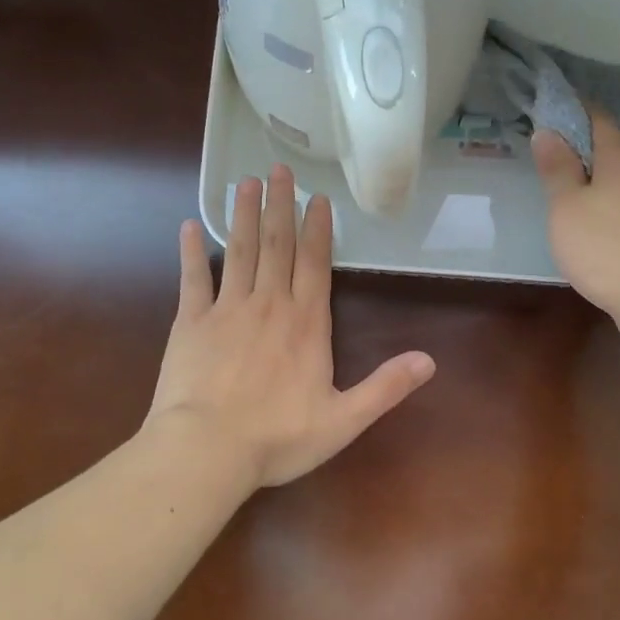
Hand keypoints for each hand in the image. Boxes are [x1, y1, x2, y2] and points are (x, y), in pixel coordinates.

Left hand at [148, 164, 435, 490]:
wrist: (207, 450)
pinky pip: (192, 278)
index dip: (318, 229)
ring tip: (245, 182)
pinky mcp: (191, 322)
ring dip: (243, 214)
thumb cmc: (278, 438)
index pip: (315, 264)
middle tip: (278, 169)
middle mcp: (269, 305)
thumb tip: (430, 361)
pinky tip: (189, 225)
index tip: (317, 198)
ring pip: (239, 250)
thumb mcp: (344, 420)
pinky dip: (190, 251)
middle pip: (277, 245)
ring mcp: (227, 309)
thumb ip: (386, 387)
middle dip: (279, 205)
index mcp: (306, 323)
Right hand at [533, 115, 619, 352]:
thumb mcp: (567, 207)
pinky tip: (599, 224)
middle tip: (553, 155)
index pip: (599, 120)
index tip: (552, 111)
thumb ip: (557, 169)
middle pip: (614, 149)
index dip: (576, 111)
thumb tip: (548, 131)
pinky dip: (613, 204)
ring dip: (600, 179)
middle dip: (585, 147)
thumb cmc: (605, 247)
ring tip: (572, 191)